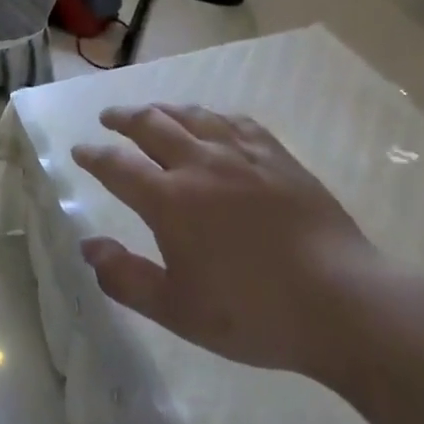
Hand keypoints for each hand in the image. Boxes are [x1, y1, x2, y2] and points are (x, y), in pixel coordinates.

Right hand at [72, 104, 389, 379]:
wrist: (343, 303)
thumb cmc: (254, 313)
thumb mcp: (178, 310)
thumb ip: (125, 278)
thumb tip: (88, 246)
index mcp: (169, 200)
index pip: (117, 166)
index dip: (93, 156)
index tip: (80, 151)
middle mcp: (199, 164)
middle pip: (151, 124)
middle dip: (123, 118)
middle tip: (109, 118)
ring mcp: (241, 155)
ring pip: (192, 116)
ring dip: (163, 110)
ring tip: (152, 112)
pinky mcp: (277, 157)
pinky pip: (236, 122)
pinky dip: (212, 117)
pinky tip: (212, 122)